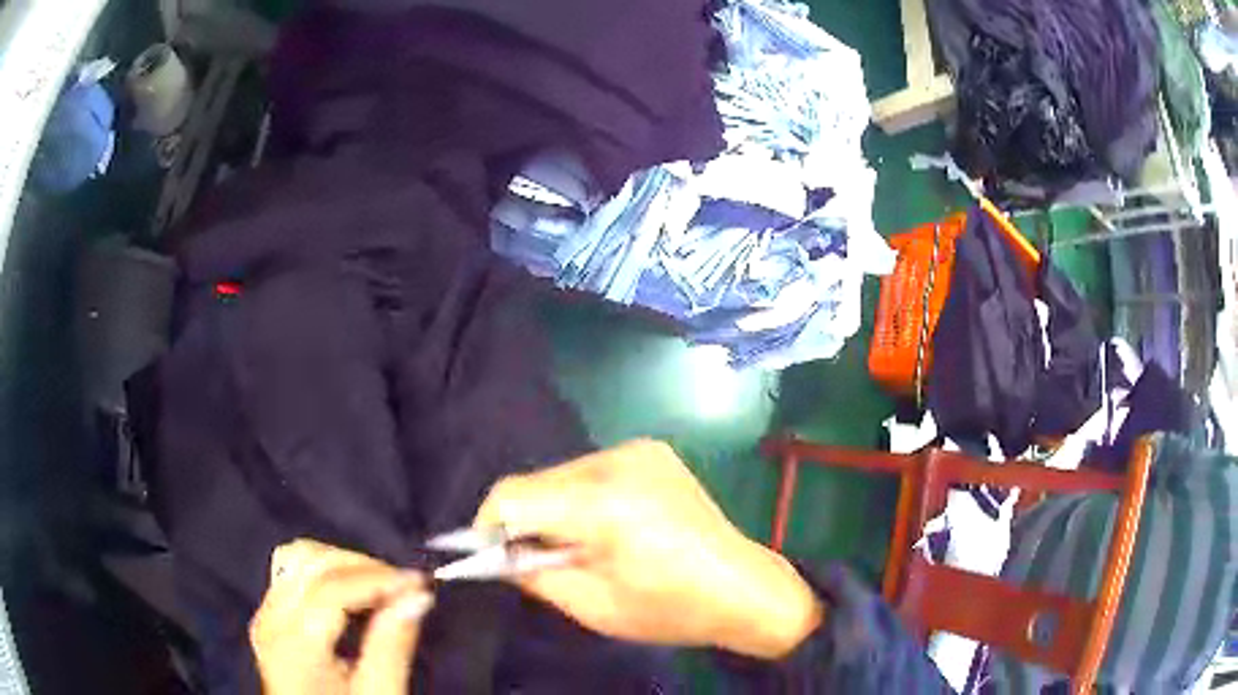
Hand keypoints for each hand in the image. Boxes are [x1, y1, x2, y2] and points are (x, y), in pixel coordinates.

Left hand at [250, 539, 432, 694]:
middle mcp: (270, 622)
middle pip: (310, 562)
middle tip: (404, 588)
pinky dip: (324, 573)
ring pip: (297, 559)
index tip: (419, 583)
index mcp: (294, 645)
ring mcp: (265, 618)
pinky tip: (352, 595)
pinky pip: (291, 574)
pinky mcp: (269, 621)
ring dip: (341, 565)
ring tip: (380, 589)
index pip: (332, 587)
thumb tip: (417, 597)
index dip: (378, 578)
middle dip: (362, 567)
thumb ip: (393, 647)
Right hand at [474, 440, 822, 658]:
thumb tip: (497, 554)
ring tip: (578, 547)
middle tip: (535, 561)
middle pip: (536, 482)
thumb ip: (531, 574)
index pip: (513, 495)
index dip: (488, 525)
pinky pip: (591, 472)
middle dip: (524, 521)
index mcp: (603, 502)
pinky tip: (605, 527)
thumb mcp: (591, 605)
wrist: (744, 588)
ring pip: (561, 476)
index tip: (491, 556)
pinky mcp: (652, 451)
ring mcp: (639, 450)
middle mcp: (618, 461)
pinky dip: (580, 498)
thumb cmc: (669, 609)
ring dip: (553, 509)